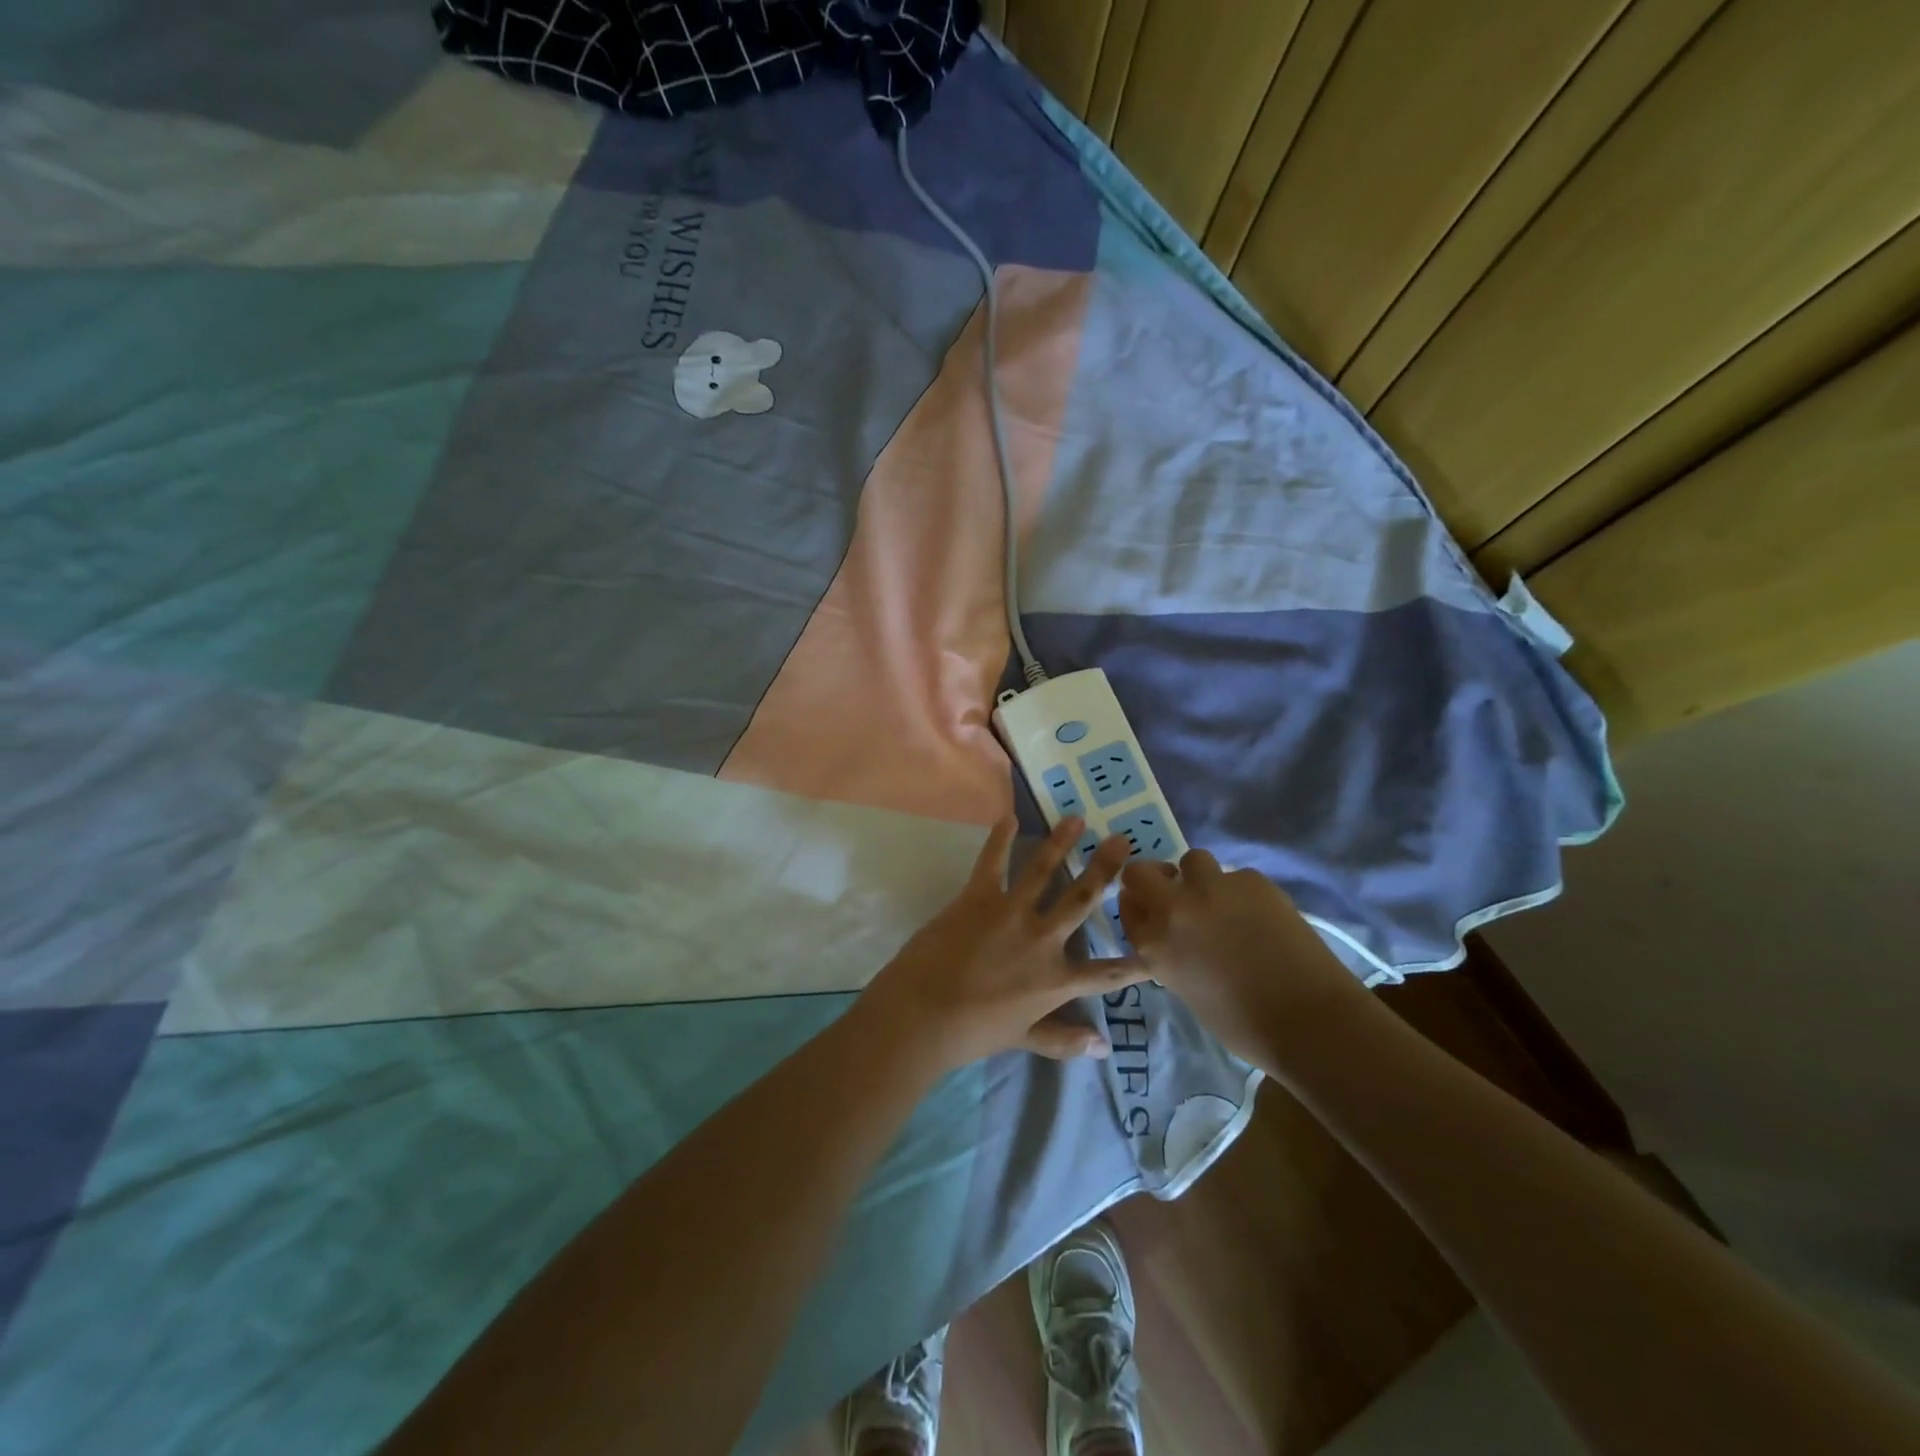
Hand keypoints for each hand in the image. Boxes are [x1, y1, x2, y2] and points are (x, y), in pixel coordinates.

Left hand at [856, 817, 1142, 1072]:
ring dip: (1061, 842)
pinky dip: (1000, 838)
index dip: (1133, 963)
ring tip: (1077, 818)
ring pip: (1044, 870)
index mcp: (1056, 980)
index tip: (1155, 947)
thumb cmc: (973, 1032)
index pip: (1105, 973)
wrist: (924, 1015)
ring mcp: (1012, 913)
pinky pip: (992, 862)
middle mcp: (1043, 940)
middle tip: (1122, 842)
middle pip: (1082, 899)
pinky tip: (1008, 817)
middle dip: (1105, 869)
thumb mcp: (1024, 1039)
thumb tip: (1103, 1047)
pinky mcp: (978, 897)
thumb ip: (1064, 1040)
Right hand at [1116, 850, 1368, 1064]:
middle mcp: (1174, 910)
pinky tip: (1262, 916)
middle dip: (1156, 878)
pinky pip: (1236, 876)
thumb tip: (1176, 935)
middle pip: (1141, 871)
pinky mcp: (1251, 880)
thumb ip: (1169, 953)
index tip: (1151, 909)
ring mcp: (1212, 889)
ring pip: (1193, 860)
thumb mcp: (1185, 989)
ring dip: (1201, 877)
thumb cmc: (1243, 1024)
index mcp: (1153, 945)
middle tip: (1177, 892)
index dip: (1139, 904)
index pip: (1126, 906)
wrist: (1308, 1020)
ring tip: (1224, 901)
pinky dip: (1243, 892)